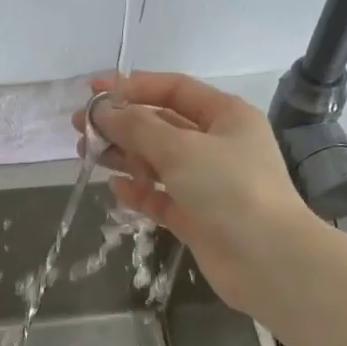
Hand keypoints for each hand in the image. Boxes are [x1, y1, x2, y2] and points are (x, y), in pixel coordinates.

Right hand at [74, 72, 313, 314]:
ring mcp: (207, 183)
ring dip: (124, 156)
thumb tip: (102, 111)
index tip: (92, 91)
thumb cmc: (229, 189)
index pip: (174, 90)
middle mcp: (217, 145)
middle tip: (80, 128)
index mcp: (225, 116)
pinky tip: (115, 188)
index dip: (132, 87)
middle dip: (121, 124)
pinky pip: (161, 197)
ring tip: (87, 155)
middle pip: (161, 126)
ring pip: (157, 162)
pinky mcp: (196, 217)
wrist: (266, 258)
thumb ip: (137, 127)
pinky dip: (138, 191)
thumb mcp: (180, 149)